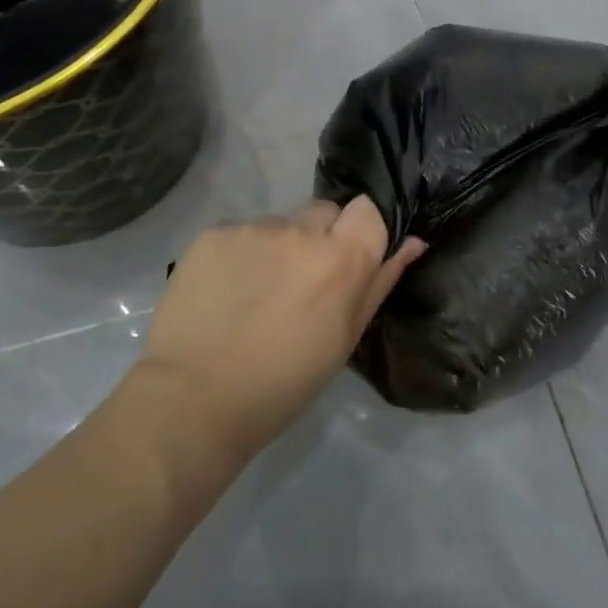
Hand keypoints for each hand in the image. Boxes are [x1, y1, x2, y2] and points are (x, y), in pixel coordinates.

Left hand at [133, 197, 425, 457]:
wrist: (194, 399)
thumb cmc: (282, 384)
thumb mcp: (343, 340)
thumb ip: (379, 283)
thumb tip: (413, 242)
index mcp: (341, 259)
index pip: (368, 209)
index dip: (360, 231)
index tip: (347, 261)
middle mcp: (300, 230)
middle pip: (324, 212)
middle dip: (319, 238)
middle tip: (300, 284)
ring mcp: (254, 228)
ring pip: (280, 224)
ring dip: (278, 249)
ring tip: (255, 295)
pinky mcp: (214, 232)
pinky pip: (241, 233)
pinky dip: (240, 255)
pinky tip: (226, 292)